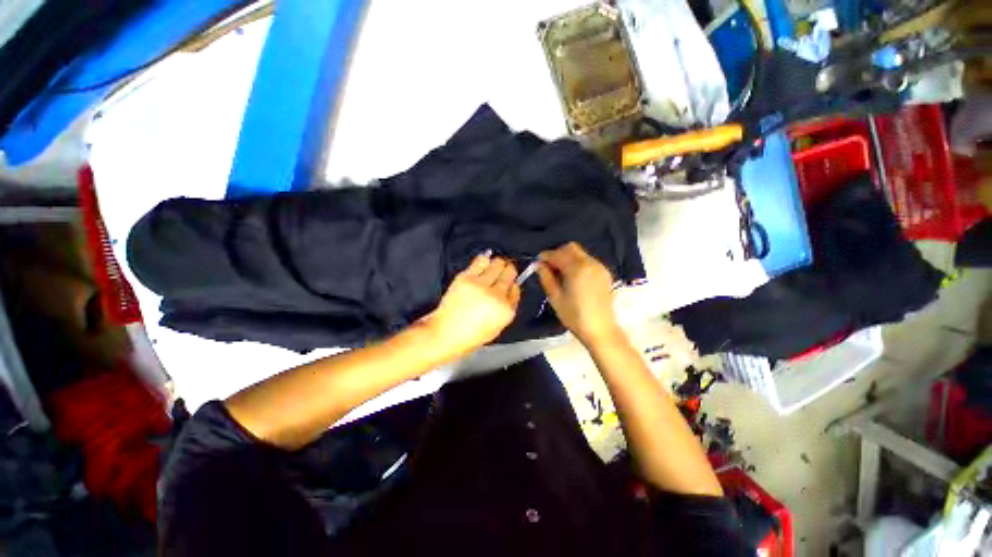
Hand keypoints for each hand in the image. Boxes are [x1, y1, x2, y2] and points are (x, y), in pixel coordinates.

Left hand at [423, 254, 520, 355]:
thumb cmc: (470, 334)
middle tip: (504, 273)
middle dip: (508, 271)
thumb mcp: (498, 327)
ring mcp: (481, 284)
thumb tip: (512, 288)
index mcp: (505, 309)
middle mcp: (495, 295)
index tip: (509, 284)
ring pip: (497, 262)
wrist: (446, 333)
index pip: (516, 288)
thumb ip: (509, 306)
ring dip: (498, 264)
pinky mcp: (466, 277)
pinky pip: (481, 260)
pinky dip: (485, 259)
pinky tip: (484, 263)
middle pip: (509, 272)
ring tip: (494, 268)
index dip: (512, 285)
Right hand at [537, 242, 620, 346]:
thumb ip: (546, 277)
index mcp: (577, 269)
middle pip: (571, 248)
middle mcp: (590, 263)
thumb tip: (538, 264)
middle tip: (549, 268)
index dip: (545, 256)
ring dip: (568, 258)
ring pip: (580, 253)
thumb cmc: (574, 316)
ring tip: (561, 274)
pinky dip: (578, 264)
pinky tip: (573, 278)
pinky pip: (588, 261)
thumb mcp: (555, 297)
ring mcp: (600, 267)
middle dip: (557, 254)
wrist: (600, 330)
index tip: (538, 263)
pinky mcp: (605, 273)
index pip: (557, 254)